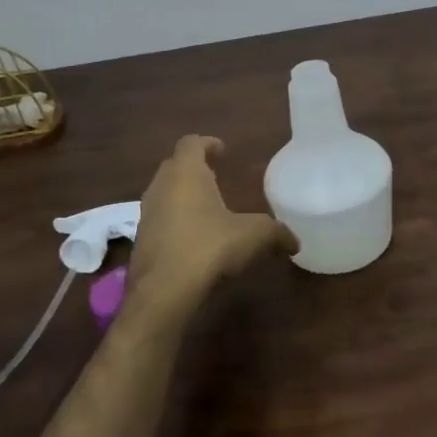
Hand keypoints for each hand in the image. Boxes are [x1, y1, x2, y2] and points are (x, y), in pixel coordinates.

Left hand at [128, 135, 297, 315]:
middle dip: (194, 168)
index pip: (191, 143)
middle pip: (175, 165)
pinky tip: (192, 238)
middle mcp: (161, 187)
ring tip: (206, 208)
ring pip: (164, 193)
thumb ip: (276, 233)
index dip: (207, 143)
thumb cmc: (209, 247)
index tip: (221, 150)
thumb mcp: (254, 237)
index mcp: (186, 173)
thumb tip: (295, 242)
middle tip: (215, 175)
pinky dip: (174, 221)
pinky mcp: (140, 241)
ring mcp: (146, 214)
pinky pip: (160, 220)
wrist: (163, 293)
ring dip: (182, 195)